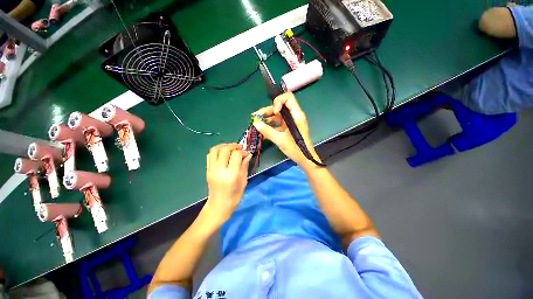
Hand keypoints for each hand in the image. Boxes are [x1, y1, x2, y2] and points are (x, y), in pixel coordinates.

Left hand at [205, 143, 251, 223]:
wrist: (219, 206)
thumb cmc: (234, 197)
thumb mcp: (243, 182)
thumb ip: (244, 166)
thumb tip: (248, 155)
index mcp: (231, 175)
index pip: (236, 155)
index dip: (243, 151)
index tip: (247, 153)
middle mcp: (219, 170)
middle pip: (224, 149)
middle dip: (233, 146)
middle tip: (240, 148)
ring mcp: (211, 169)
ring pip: (215, 149)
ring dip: (224, 146)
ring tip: (231, 148)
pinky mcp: (207, 170)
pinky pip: (210, 155)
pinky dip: (217, 150)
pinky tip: (223, 153)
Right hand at [252, 92, 320, 168]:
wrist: (305, 159)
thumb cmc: (296, 149)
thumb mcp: (280, 140)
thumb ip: (267, 131)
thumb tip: (255, 123)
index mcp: (296, 115)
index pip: (288, 98)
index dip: (278, 102)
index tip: (274, 112)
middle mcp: (293, 116)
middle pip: (279, 106)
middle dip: (267, 110)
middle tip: (256, 117)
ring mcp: (289, 122)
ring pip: (276, 115)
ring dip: (266, 118)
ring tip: (256, 123)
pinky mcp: (287, 128)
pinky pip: (277, 123)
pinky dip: (269, 125)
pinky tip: (262, 130)